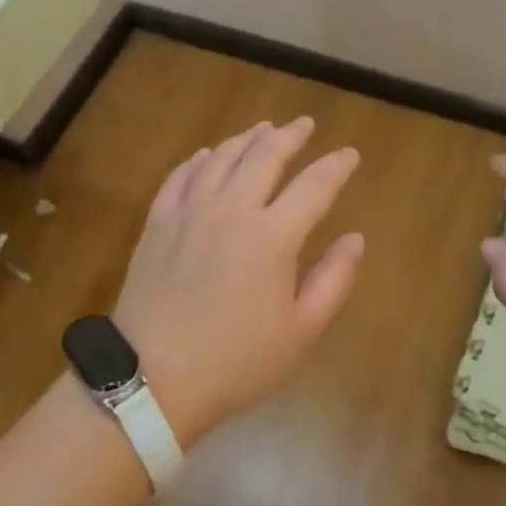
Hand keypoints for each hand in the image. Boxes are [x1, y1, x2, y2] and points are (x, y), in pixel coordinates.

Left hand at [112, 117, 364, 443]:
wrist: (150, 381)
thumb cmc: (235, 362)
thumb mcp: (300, 331)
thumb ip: (333, 279)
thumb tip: (355, 238)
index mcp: (272, 236)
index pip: (314, 185)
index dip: (336, 166)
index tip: (349, 154)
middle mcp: (231, 210)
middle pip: (265, 155)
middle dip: (290, 135)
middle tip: (305, 124)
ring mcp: (189, 213)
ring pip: (222, 158)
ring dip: (247, 138)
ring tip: (263, 128)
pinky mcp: (158, 224)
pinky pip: (180, 177)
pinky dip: (198, 160)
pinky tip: (206, 155)